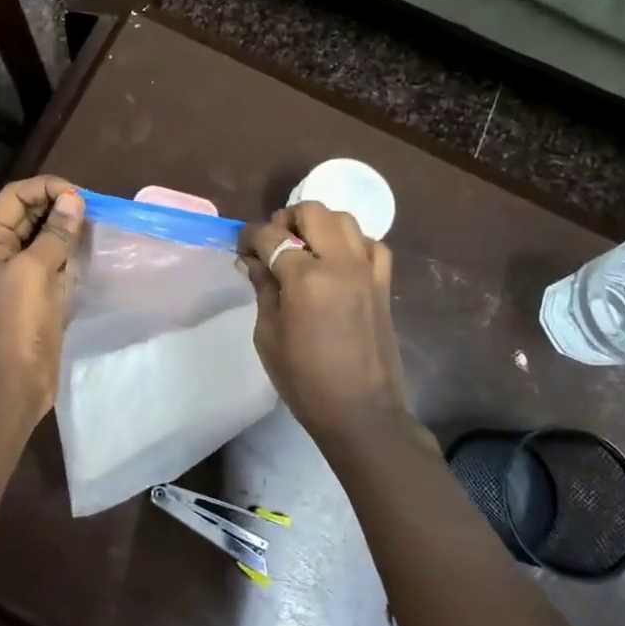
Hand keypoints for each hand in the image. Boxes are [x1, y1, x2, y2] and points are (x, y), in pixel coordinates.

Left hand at [0, 176, 85, 425]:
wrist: (13, 381)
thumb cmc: (18, 322)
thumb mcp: (36, 270)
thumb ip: (55, 233)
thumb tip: (74, 200)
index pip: (14, 196)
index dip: (45, 188)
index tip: (79, 196)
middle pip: (27, 213)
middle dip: (58, 206)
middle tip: (93, 210)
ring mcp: (16, 274)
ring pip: (42, 237)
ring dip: (66, 228)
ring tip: (95, 225)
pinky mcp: (34, 293)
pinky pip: (51, 261)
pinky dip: (69, 252)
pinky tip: (89, 250)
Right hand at [239, 202, 411, 453]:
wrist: (361, 413)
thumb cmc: (304, 379)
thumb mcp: (268, 334)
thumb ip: (262, 288)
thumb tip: (251, 260)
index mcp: (305, 278)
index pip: (270, 236)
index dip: (249, 237)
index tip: (241, 247)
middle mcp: (340, 263)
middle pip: (312, 212)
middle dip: (286, 219)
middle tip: (273, 243)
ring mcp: (367, 271)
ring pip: (345, 220)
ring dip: (319, 225)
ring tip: (305, 248)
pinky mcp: (383, 284)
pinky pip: (372, 245)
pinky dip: (352, 243)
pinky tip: (338, 261)